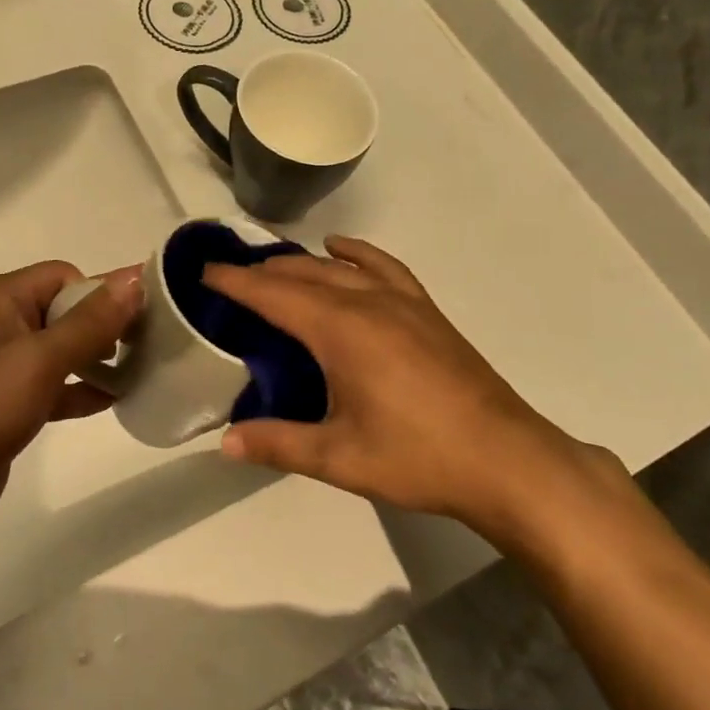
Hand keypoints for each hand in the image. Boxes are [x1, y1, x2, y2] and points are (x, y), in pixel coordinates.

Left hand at [0, 261, 140, 542]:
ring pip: (57, 350)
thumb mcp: (40, 359)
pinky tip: (113, 401)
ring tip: (138, 372)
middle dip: (101, 326)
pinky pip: (49, 385)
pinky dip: (78, 389)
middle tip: (143, 348)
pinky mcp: (1, 405)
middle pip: (61, 310)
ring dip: (94, 359)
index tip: (134, 323)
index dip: (98, 294)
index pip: (62, 276)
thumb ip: (91, 321)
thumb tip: (136, 277)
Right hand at [203, 237, 622, 552]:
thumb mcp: (339, 457)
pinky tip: (341, 251)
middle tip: (229, 280)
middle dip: (261, 271)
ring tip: (273, 270)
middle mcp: (367, 302)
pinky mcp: (426, 311)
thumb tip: (224, 442)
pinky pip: (384, 267)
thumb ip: (278, 443)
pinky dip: (357, 253)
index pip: (273, 294)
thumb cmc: (417, 457)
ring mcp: (402, 302)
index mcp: (340, 330)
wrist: (505, 459)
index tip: (203, 272)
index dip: (235, 281)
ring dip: (301, 262)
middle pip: (302, 272)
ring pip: (339, 266)